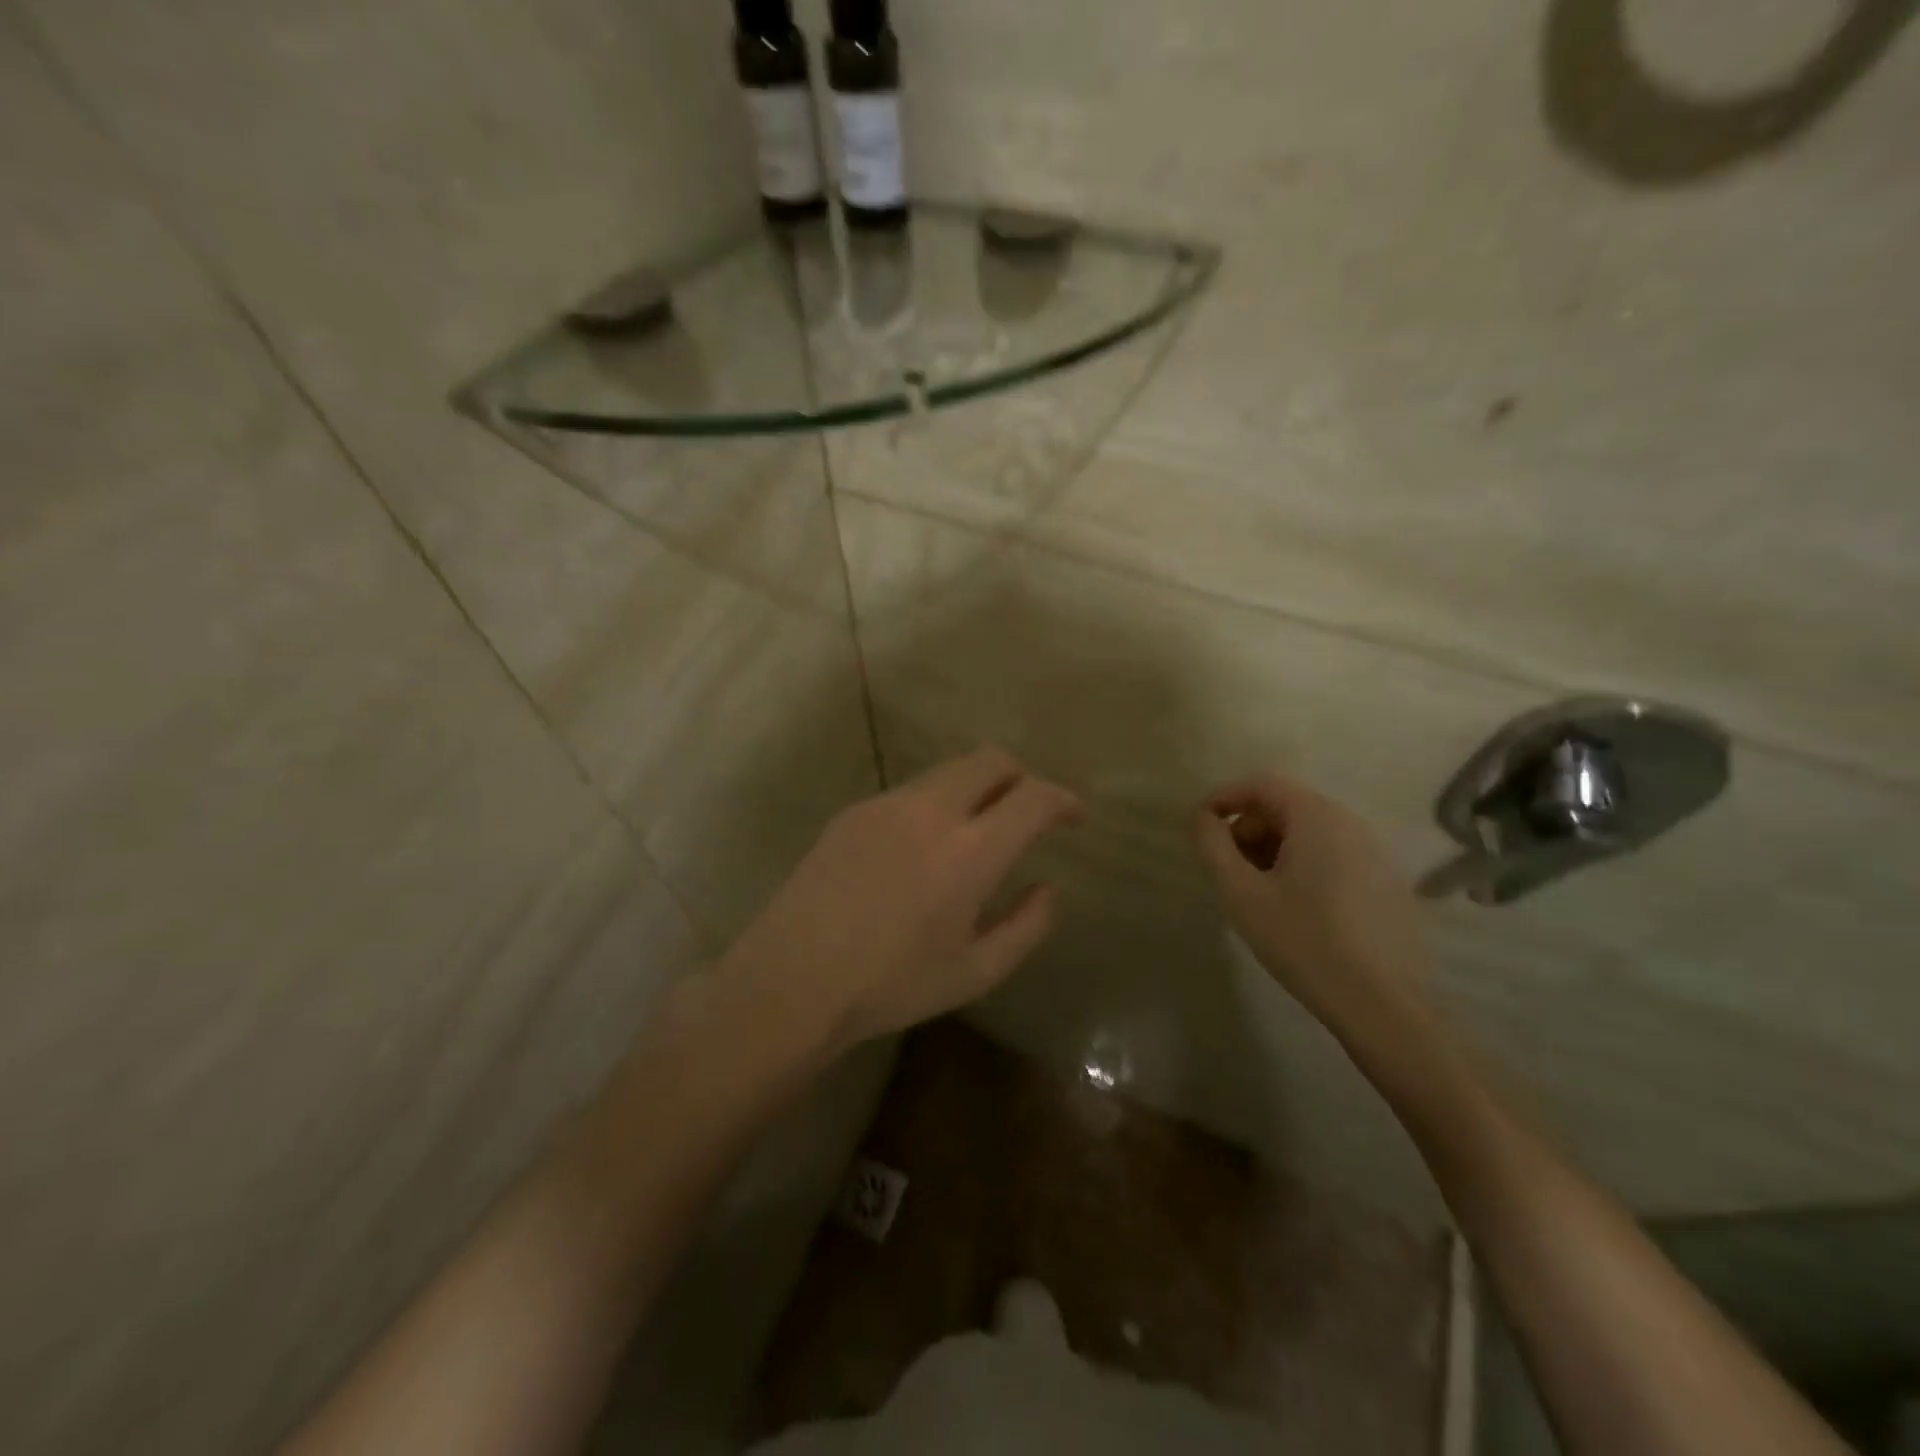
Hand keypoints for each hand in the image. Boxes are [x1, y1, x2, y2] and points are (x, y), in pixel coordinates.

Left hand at [718, 748, 1082, 1057]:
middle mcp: (931, 811)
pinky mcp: (853, 811)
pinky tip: (920, 849)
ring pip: (948, 771)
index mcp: (970, 852)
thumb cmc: (891, 986)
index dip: (1062, 800)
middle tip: (1027, 811)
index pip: (1033, 798)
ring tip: (975, 830)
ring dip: (976, 788)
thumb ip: (1026, 927)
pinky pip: (910, 792)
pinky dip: (936, 804)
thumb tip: (1046, 888)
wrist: (792, 979)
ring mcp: (887, 805)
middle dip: (1020, 776)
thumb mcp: (975, 973)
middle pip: (990, 761)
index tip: (1072, 816)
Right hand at [1194, 772, 1430, 1037]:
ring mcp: (1374, 852)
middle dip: (1248, 828)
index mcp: (1317, 817)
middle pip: (1285, 807)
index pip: (1262, 784)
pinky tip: (1293, 908)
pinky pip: (1332, 855)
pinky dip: (1301, 866)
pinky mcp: (1386, 882)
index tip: (1199, 827)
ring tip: (1256, 893)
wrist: (1381, 1004)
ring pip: (1308, 833)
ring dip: (1272, 849)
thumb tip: (1203, 818)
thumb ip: (1214, 846)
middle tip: (1227, 869)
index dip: (1224, 797)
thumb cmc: (1302, 940)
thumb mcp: (1241, 893)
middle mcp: (1350, 823)